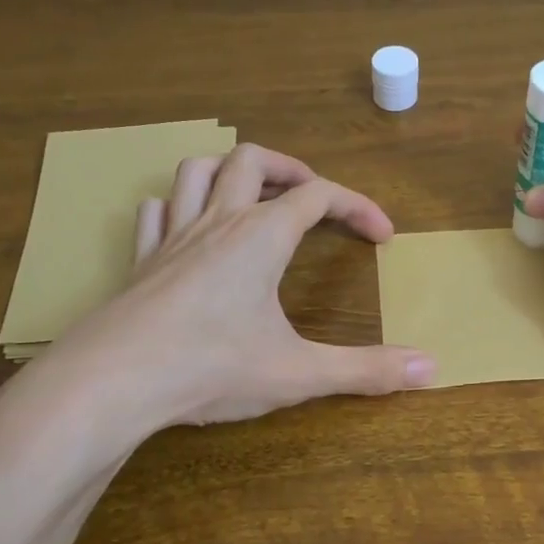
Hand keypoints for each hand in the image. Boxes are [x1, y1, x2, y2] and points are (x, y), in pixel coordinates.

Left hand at [27, 144, 434, 461]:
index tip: (383, 236)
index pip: (320, 197)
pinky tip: (189, 228)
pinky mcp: (140, 261)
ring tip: (254, 198)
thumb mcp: (299, 373)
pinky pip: (156, 210)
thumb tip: (432, 369)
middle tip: (314, 199)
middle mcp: (218, 223)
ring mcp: (172, 238)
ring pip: (199, 171)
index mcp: (262, 237)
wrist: (111, 383)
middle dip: (291, 169)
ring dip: (231, 172)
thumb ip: (367, 369)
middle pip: (254, 160)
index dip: (359, 207)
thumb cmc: (211, 367)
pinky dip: (179, 205)